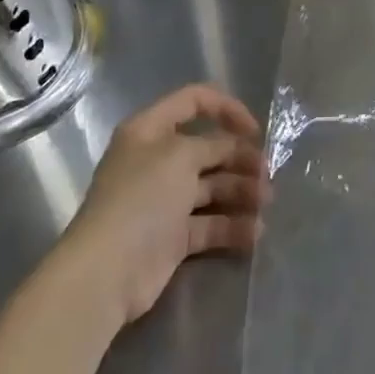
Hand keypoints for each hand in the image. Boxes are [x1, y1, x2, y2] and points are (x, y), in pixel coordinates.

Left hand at [62, 84, 270, 326]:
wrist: (107, 272)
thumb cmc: (142, 198)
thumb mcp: (181, 155)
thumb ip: (213, 145)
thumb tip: (233, 148)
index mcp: (151, 130)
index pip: (193, 101)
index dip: (227, 109)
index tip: (254, 130)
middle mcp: (157, 161)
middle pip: (209, 148)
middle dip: (241, 158)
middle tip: (267, 174)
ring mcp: (165, 200)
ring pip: (213, 187)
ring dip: (242, 192)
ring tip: (265, 204)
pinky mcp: (173, 237)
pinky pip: (210, 224)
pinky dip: (233, 227)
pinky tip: (255, 233)